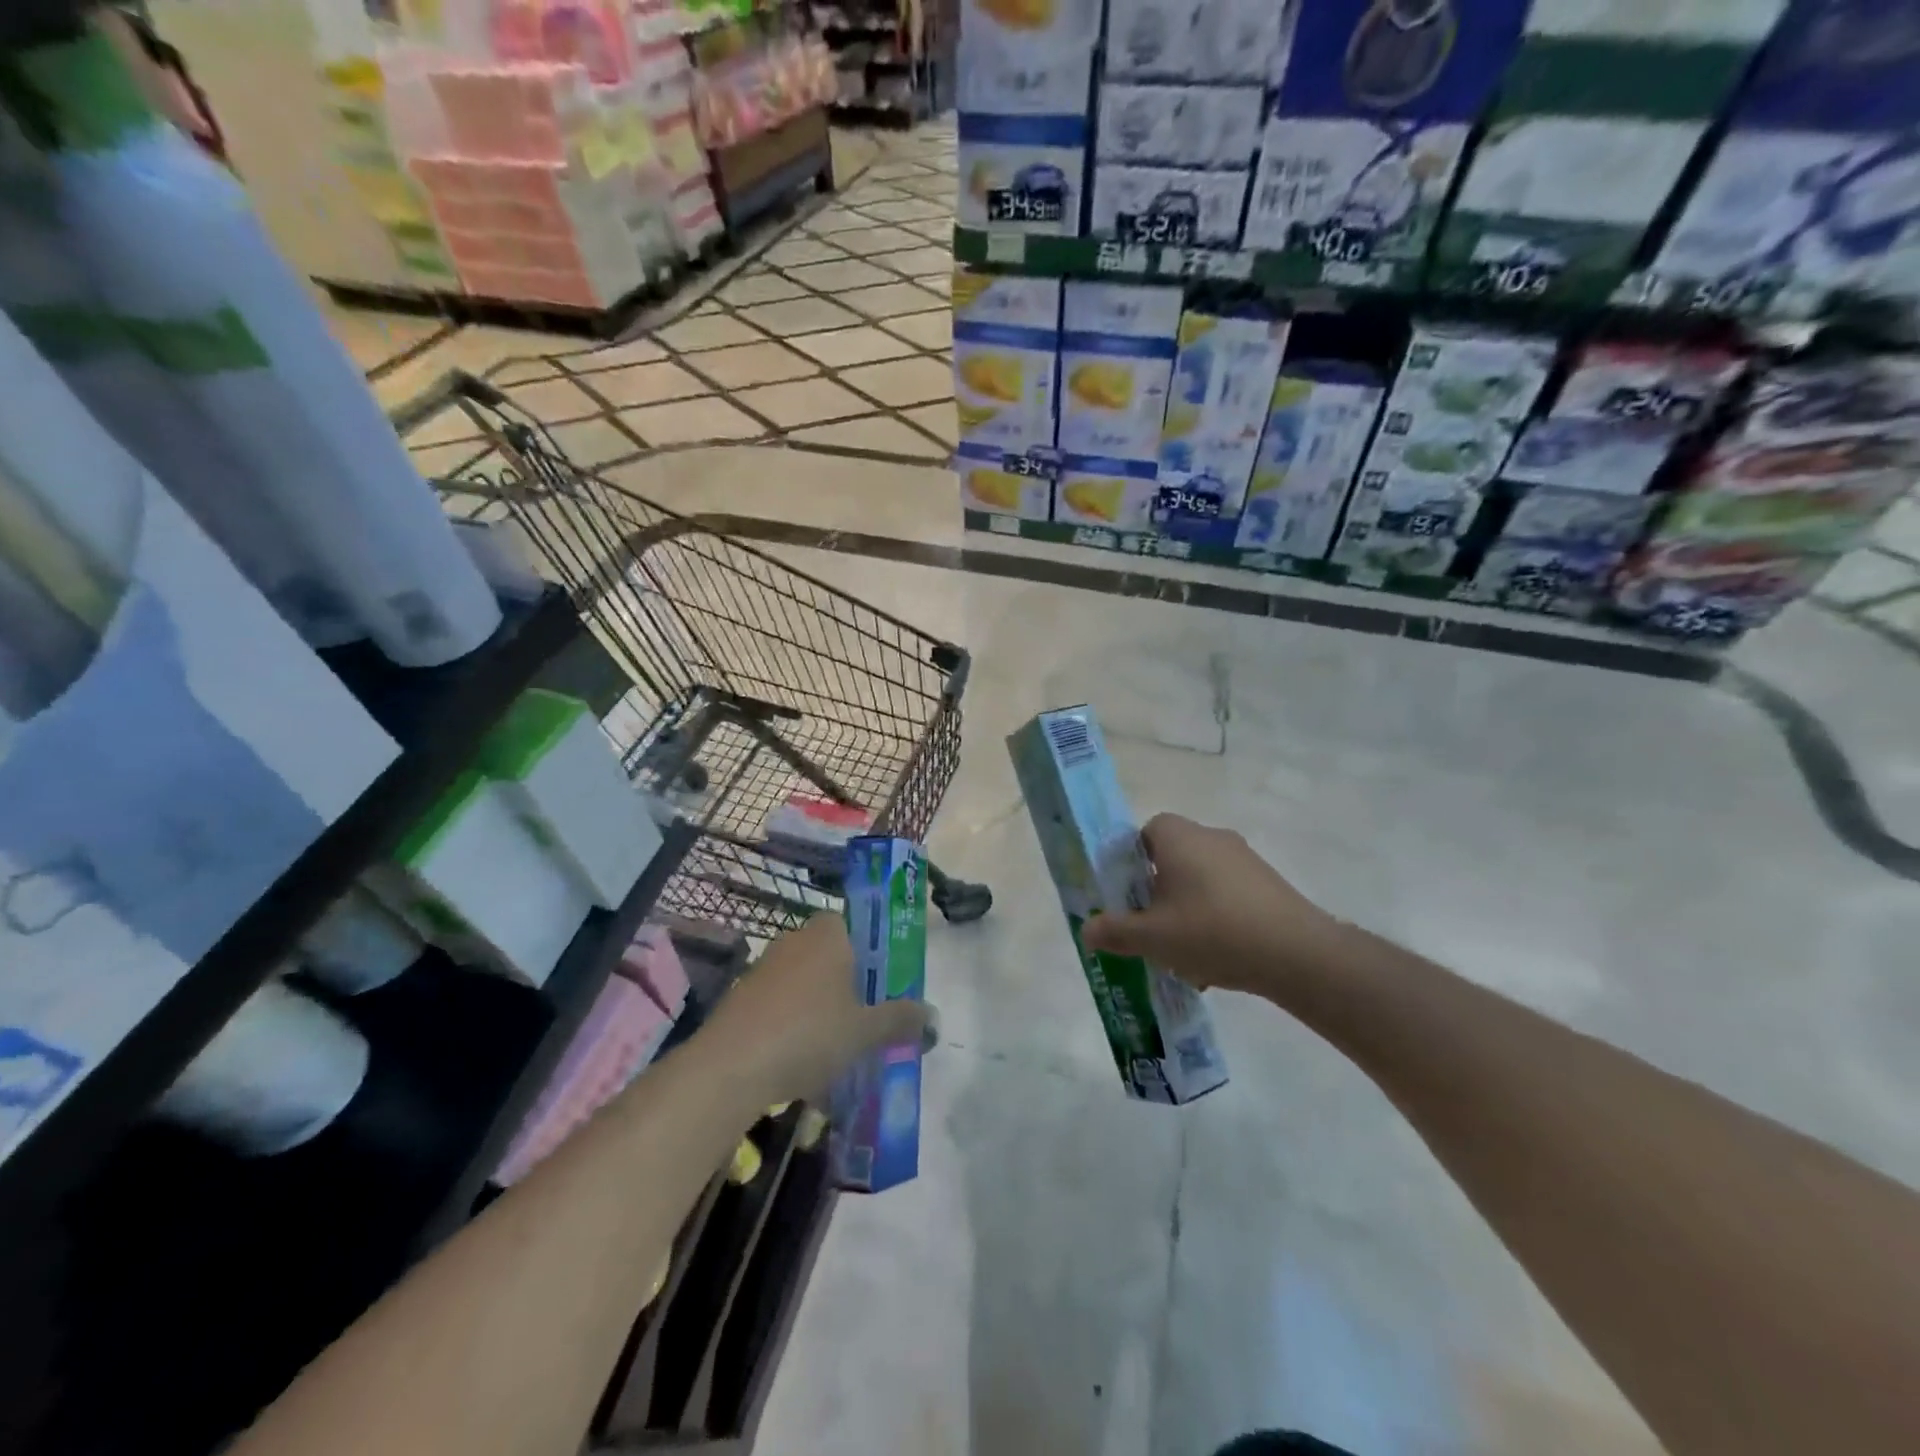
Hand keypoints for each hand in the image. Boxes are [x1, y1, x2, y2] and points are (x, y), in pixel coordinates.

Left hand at [703, 914, 930, 1104]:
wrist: (730, 1066)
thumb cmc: (810, 1034)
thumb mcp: (866, 1031)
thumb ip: (901, 1020)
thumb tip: (932, 1016)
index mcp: (829, 934)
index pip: (853, 925)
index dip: (869, 952)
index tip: (880, 986)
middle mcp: (795, 940)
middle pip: (830, 956)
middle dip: (846, 986)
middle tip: (864, 1021)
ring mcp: (763, 968)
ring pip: (804, 983)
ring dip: (818, 1009)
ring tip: (834, 1050)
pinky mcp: (741, 997)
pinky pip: (779, 1005)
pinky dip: (791, 1026)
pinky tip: (799, 1063)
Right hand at [1079, 814, 1345, 1005]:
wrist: (1297, 953)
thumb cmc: (1212, 931)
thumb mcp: (1152, 937)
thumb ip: (1115, 931)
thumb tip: (1086, 930)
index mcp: (1178, 837)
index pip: (1144, 833)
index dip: (1130, 863)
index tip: (1127, 897)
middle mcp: (1211, 837)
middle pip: (1172, 858)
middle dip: (1157, 893)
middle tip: (1150, 928)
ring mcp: (1245, 859)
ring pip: (1200, 881)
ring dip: (1186, 911)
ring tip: (1184, 955)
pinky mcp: (1268, 884)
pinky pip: (1227, 895)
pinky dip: (1216, 919)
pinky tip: (1217, 960)